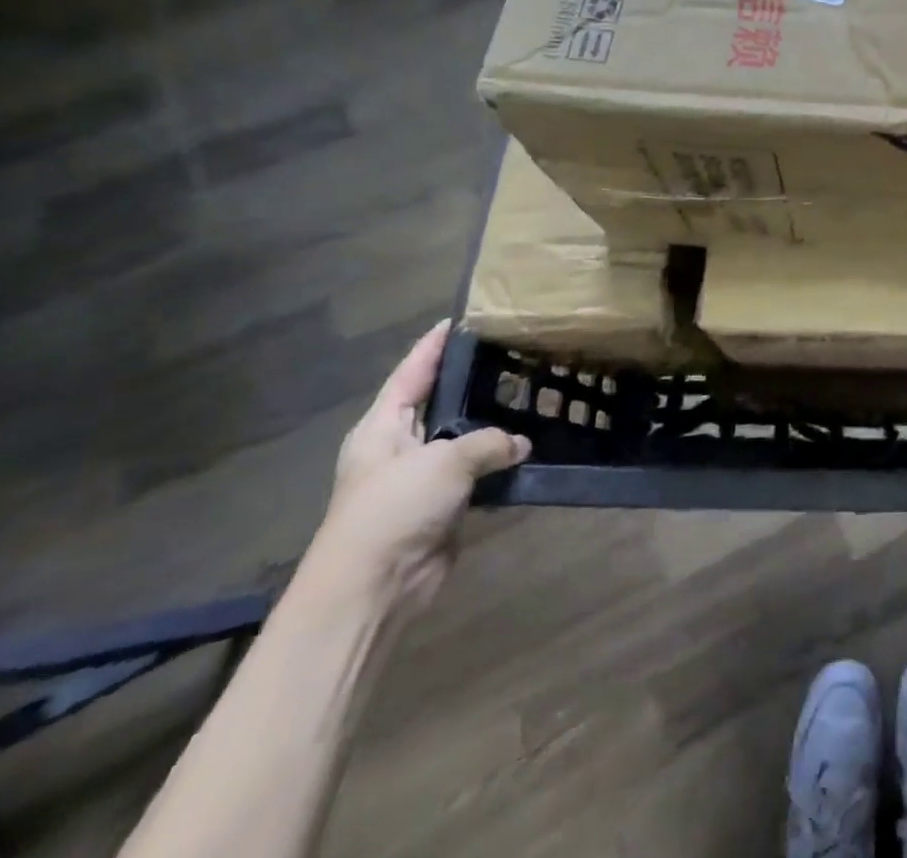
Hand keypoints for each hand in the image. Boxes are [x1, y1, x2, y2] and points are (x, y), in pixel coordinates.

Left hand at [307, 320, 530, 614]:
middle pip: (440, 402)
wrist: (373, 588)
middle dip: (472, 380)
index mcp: (382, 427)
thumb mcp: (444, 462)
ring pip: (464, 438)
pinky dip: (501, 461)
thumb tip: (522, 444)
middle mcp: (400, 446)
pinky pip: (478, 472)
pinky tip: (532, 444)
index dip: (434, 345)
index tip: (461, 317)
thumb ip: (489, 442)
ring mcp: (422, 477)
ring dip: (493, 423)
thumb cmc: (394, 509)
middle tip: (513, 351)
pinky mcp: (444, 506)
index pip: (411, 373)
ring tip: (532, 391)